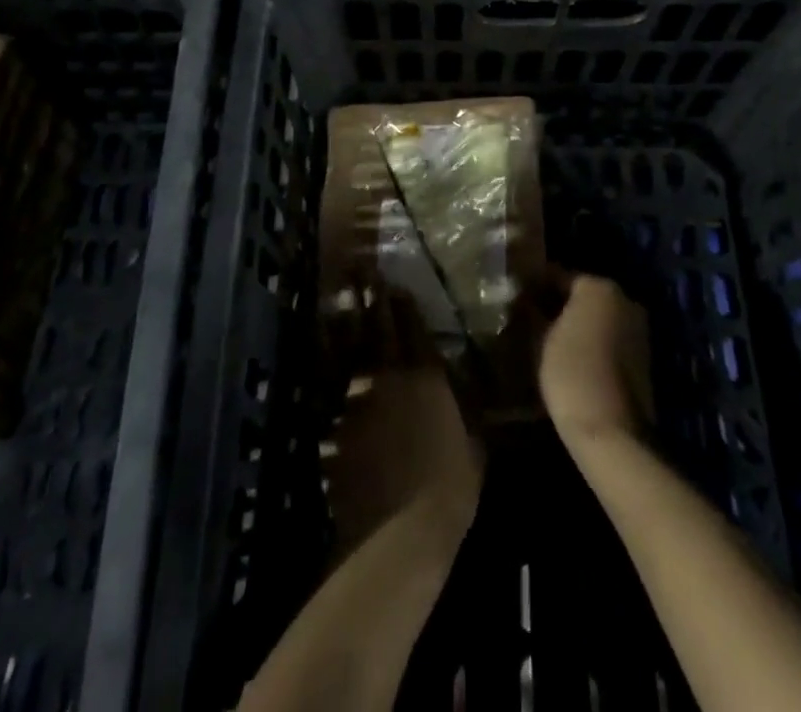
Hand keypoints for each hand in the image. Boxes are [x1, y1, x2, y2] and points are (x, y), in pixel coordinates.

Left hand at [325, 293, 482, 557]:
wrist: (398, 530)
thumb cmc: (450, 489)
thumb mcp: (473, 449)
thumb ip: (465, 418)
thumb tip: (467, 405)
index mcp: (427, 377)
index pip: (414, 327)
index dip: (403, 302)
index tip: (393, 281)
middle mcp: (390, 377)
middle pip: (377, 326)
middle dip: (369, 296)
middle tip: (358, 271)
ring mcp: (359, 399)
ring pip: (350, 352)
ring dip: (345, 326)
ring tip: (338, 306)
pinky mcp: (337, 426)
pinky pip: (336, 392)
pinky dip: (333, 376)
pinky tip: (327, 367)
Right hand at [538, 275, 654, 449]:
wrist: (612, 431)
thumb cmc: (571, 373)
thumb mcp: (540, 339)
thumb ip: (532, 312)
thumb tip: (522, 298)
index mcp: (599, 287)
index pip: (559, 275)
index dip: (535, 284)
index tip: (516, 295)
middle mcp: (624, 299)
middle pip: (582, 294)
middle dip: (556, 303)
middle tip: (528, 317)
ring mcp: (638, 328)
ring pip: (597, 316)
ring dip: (575, 323)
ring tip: (545, 337)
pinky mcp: (643, 356)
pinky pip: (609, 337)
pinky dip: (591, 340)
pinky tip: (569, 356)